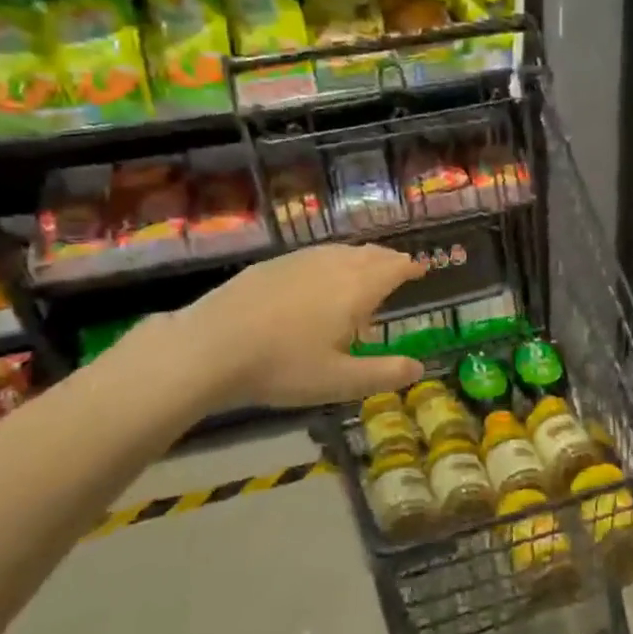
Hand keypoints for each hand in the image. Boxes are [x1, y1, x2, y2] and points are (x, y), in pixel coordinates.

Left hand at [141, 244, 427, 411]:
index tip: (422, 269)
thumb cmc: (282, 366)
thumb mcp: (339, 381)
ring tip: (362, 275)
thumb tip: (419, 367)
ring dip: (360, 260)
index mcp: (356, 288)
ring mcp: (299, 260)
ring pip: (340, 252)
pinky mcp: (271, 265)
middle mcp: (333, 264)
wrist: (210, 346)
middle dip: (388, 260)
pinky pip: (315, 256)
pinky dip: (331, 263)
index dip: (411, 268)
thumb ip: (383, 374)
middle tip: (398, 270)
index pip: (393, 268)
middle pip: (370, 254)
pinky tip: (317, 283)